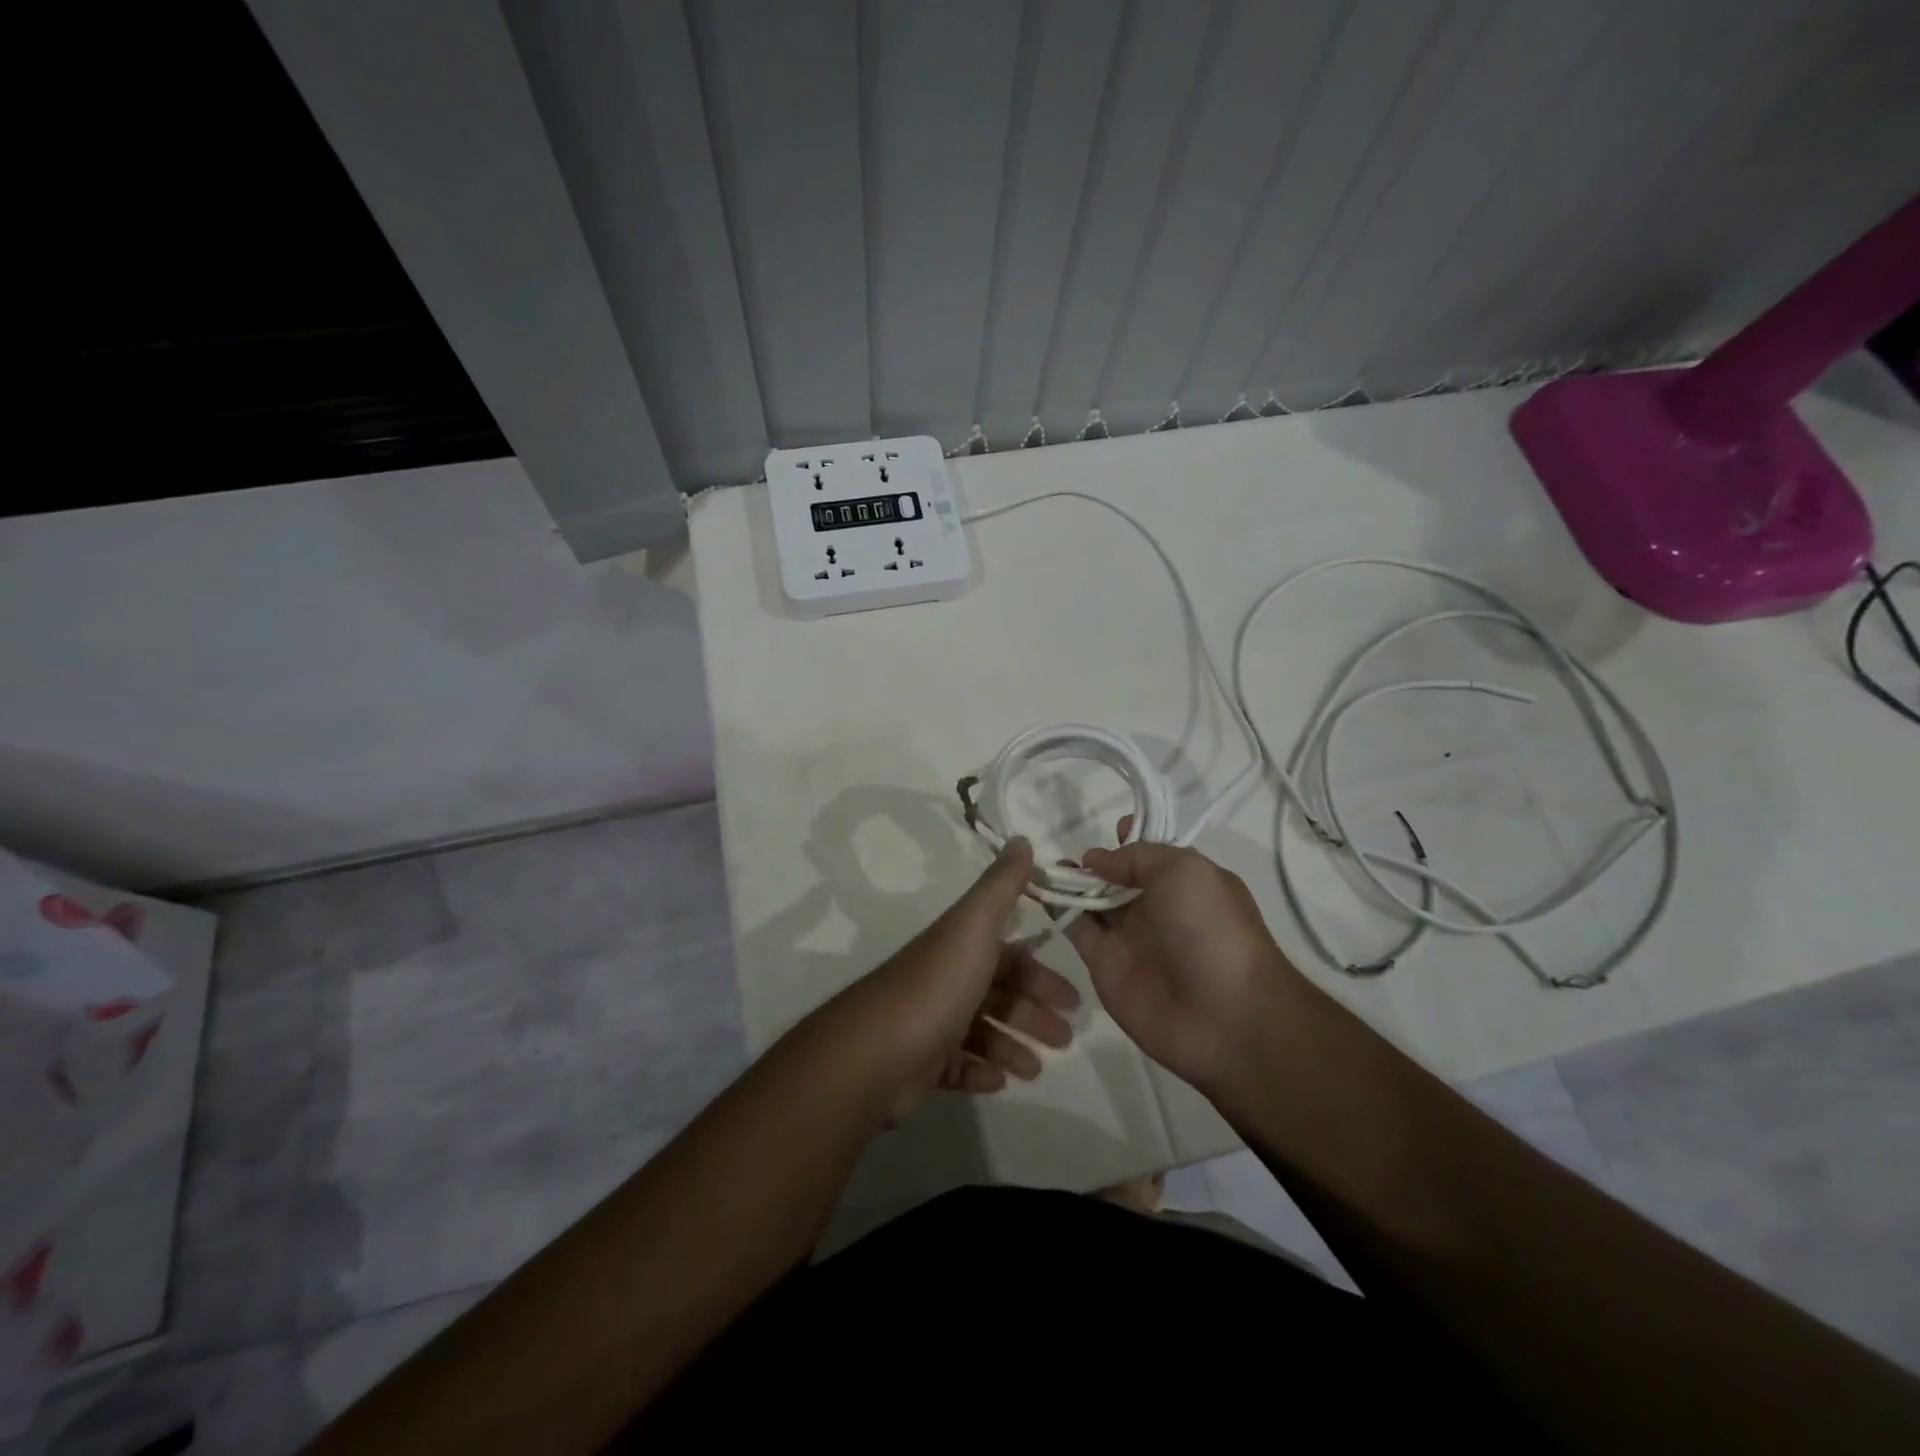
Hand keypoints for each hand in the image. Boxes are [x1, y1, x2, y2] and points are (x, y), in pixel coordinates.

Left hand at [830, 839, 1080, 1121]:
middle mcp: (946, 980)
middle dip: (1034, 1014)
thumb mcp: (974, 926)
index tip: (1073, 999)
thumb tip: (1021, 837)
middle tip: (1066, 1039)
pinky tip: (1000, 1081)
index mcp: (960, 948)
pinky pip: (958, 1066)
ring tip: (1036, 1068)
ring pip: (982, 1032)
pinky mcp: (920, 1063)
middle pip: (999, 993)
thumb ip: (1001, 886)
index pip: (1009, 955)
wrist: (876, 1052)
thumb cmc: (936, 986)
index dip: (1041, 974)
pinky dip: (981, 1071)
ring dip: (1012, 1046)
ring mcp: (931, 1023)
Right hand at [1066, 819, 1301, 1094]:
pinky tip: (1037, 888)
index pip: (1152, 854)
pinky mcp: (1103, 963)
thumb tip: (1096, 858)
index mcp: (1186, 882)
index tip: (1110, 829)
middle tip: (1063, 847)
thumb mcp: (1184, 871)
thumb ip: (1137, 857)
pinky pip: (1075, 928)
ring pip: (1091, 900)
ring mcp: (1129, 936)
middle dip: (1093, 860)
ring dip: (1069, 880)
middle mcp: (1157, 906)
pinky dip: (1056, 908)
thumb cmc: (1211, 930)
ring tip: (1042, 864)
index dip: (1131, 838)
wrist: (1223, 1017)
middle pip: (1117, 876)